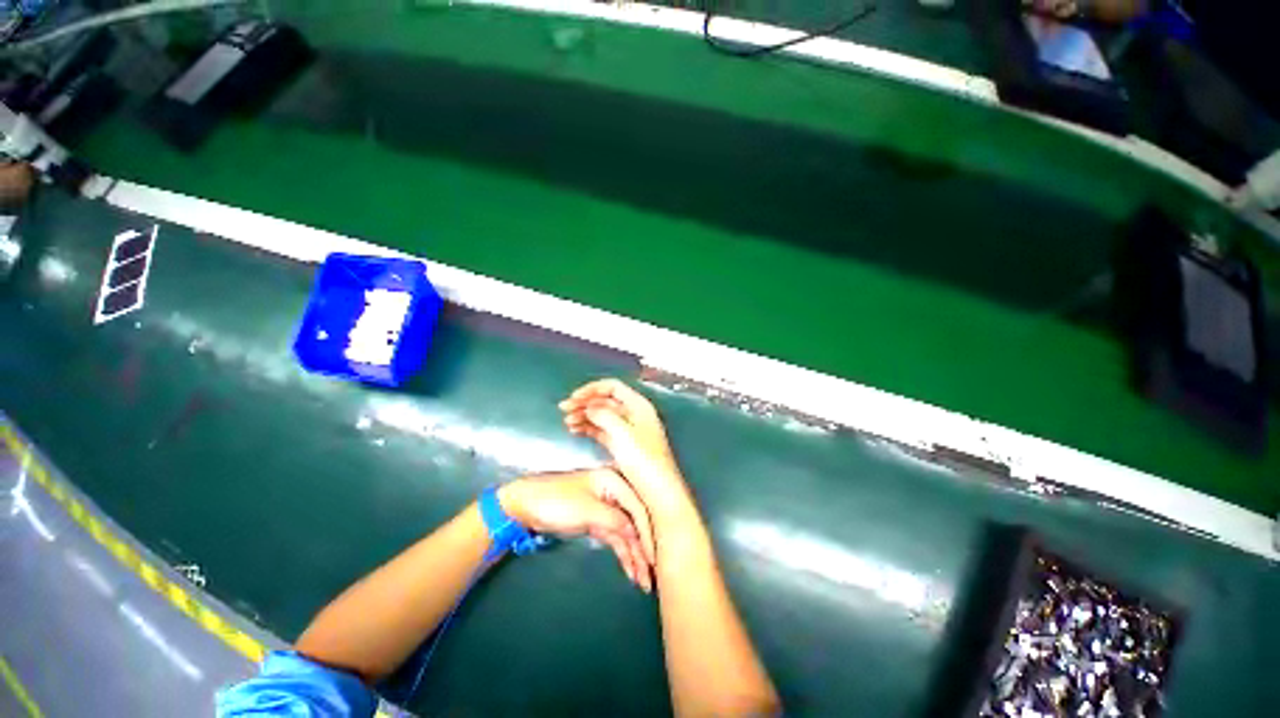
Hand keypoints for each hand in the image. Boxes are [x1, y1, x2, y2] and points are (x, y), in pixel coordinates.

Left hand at [499, 468, 655, 591]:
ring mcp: (606, 508)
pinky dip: (623, 554)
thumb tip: (636, 533)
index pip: (638, 507)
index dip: (648, 533)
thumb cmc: (557, 501)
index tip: (655, 558)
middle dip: (643, 548)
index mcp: (613, 481)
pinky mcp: (598, 521)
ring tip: (644, 582)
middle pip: (635, 522)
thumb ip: (615, 520)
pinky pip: (615, 538)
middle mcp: (614, 492)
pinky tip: (631, 571)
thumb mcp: (588, 511)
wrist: (525, 506)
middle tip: (653, 576)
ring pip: (627, 533)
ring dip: (635, 556)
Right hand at [559, 379, 693, 522]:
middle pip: (606, 400)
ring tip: (567, 422)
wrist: (657, 492)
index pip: (612, 387)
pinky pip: (602, 430)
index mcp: (638, 405)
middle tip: (563, 409)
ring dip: (584, 416)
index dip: (591, 389)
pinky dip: (589, 428)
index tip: (574, 397)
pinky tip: (576, 430)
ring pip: (602, 416)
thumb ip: (604, 415)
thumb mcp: (623, 433)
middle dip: (584, 402)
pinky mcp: (622, 445)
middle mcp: (634, 414)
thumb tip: (589, 407)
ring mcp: (627, 430)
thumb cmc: (644, 460)